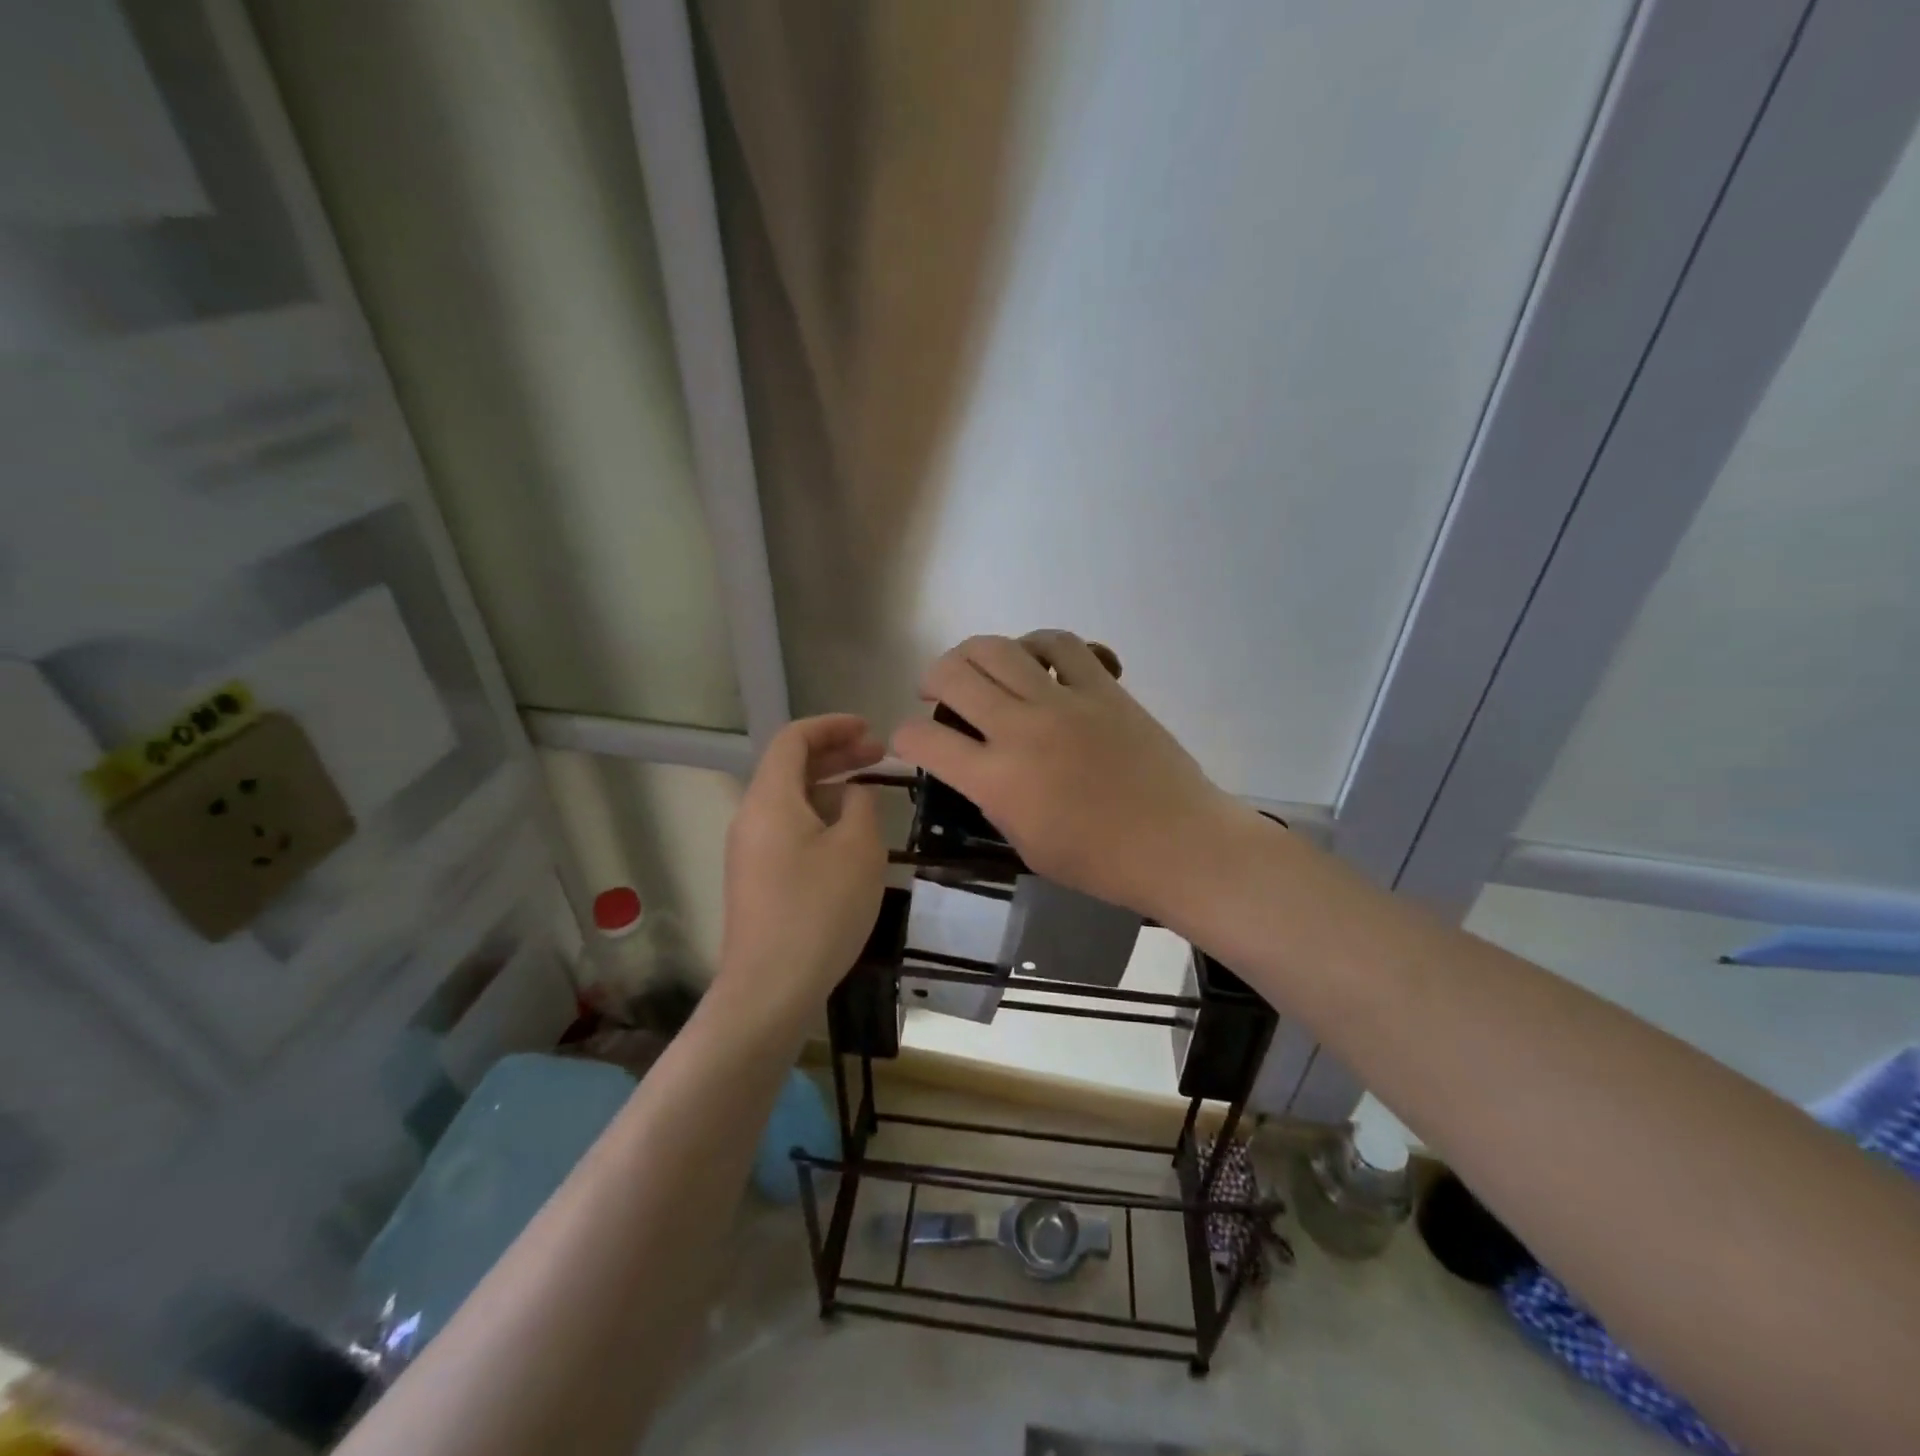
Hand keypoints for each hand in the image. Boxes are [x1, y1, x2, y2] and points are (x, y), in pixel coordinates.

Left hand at [716, 715, 887, 1032]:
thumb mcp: (858, 849)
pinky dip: (819, 818)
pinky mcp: (756, 880)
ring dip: (829, 788)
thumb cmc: (819, 910)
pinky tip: (849, 838)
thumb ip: (860, 806)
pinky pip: (788, 830)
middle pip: (790, 768)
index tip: (870, 729)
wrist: (770, 989)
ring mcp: (749, 851)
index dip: (832, 726)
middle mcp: (751, 817)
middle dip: (836, 755)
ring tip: (870, 796)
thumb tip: (853, 795)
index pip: (793, 739)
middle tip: (879, 756)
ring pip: (790, 801)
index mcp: (770, 800)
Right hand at [891, 631, 1244, 914]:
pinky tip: (1034, 659)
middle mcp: (1021, 730)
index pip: (924, 739)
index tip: (910, 739)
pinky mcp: (1103, 687)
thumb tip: (980, 768)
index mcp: (997, 780)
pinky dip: (1036, 643)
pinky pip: (1061, 644)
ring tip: (976, 667)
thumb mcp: (1026, 845)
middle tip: (935, 692)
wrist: (1177, 844)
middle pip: (954, 674)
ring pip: (999, 647)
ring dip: (972, 652)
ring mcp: (1064, 702)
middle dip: (931, 678)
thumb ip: (993, 800)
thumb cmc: (1100, 862)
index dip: (904, 736)